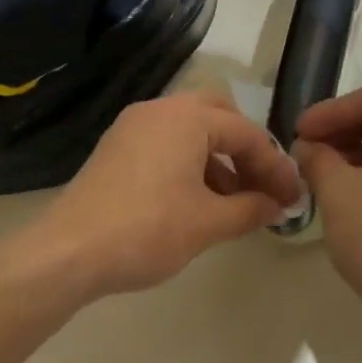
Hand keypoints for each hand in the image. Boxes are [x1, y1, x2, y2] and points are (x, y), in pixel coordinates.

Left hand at [37, 91, 302, 298]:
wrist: (68, 252)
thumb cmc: (148, 231)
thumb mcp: (209, 223)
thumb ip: (251, 209)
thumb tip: (278, 206)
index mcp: (187, 118)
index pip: (247, 134)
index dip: (275, 167)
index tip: (293, 199)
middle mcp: (159, 110)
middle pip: (219, 116)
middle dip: (246, 150)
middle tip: (261, 186)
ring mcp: (133, 127)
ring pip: (191, 130)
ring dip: (219, 159)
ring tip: (234, 204)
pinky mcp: (116, 148)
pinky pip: (166, 144)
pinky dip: (190, 164)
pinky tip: (198, 202)